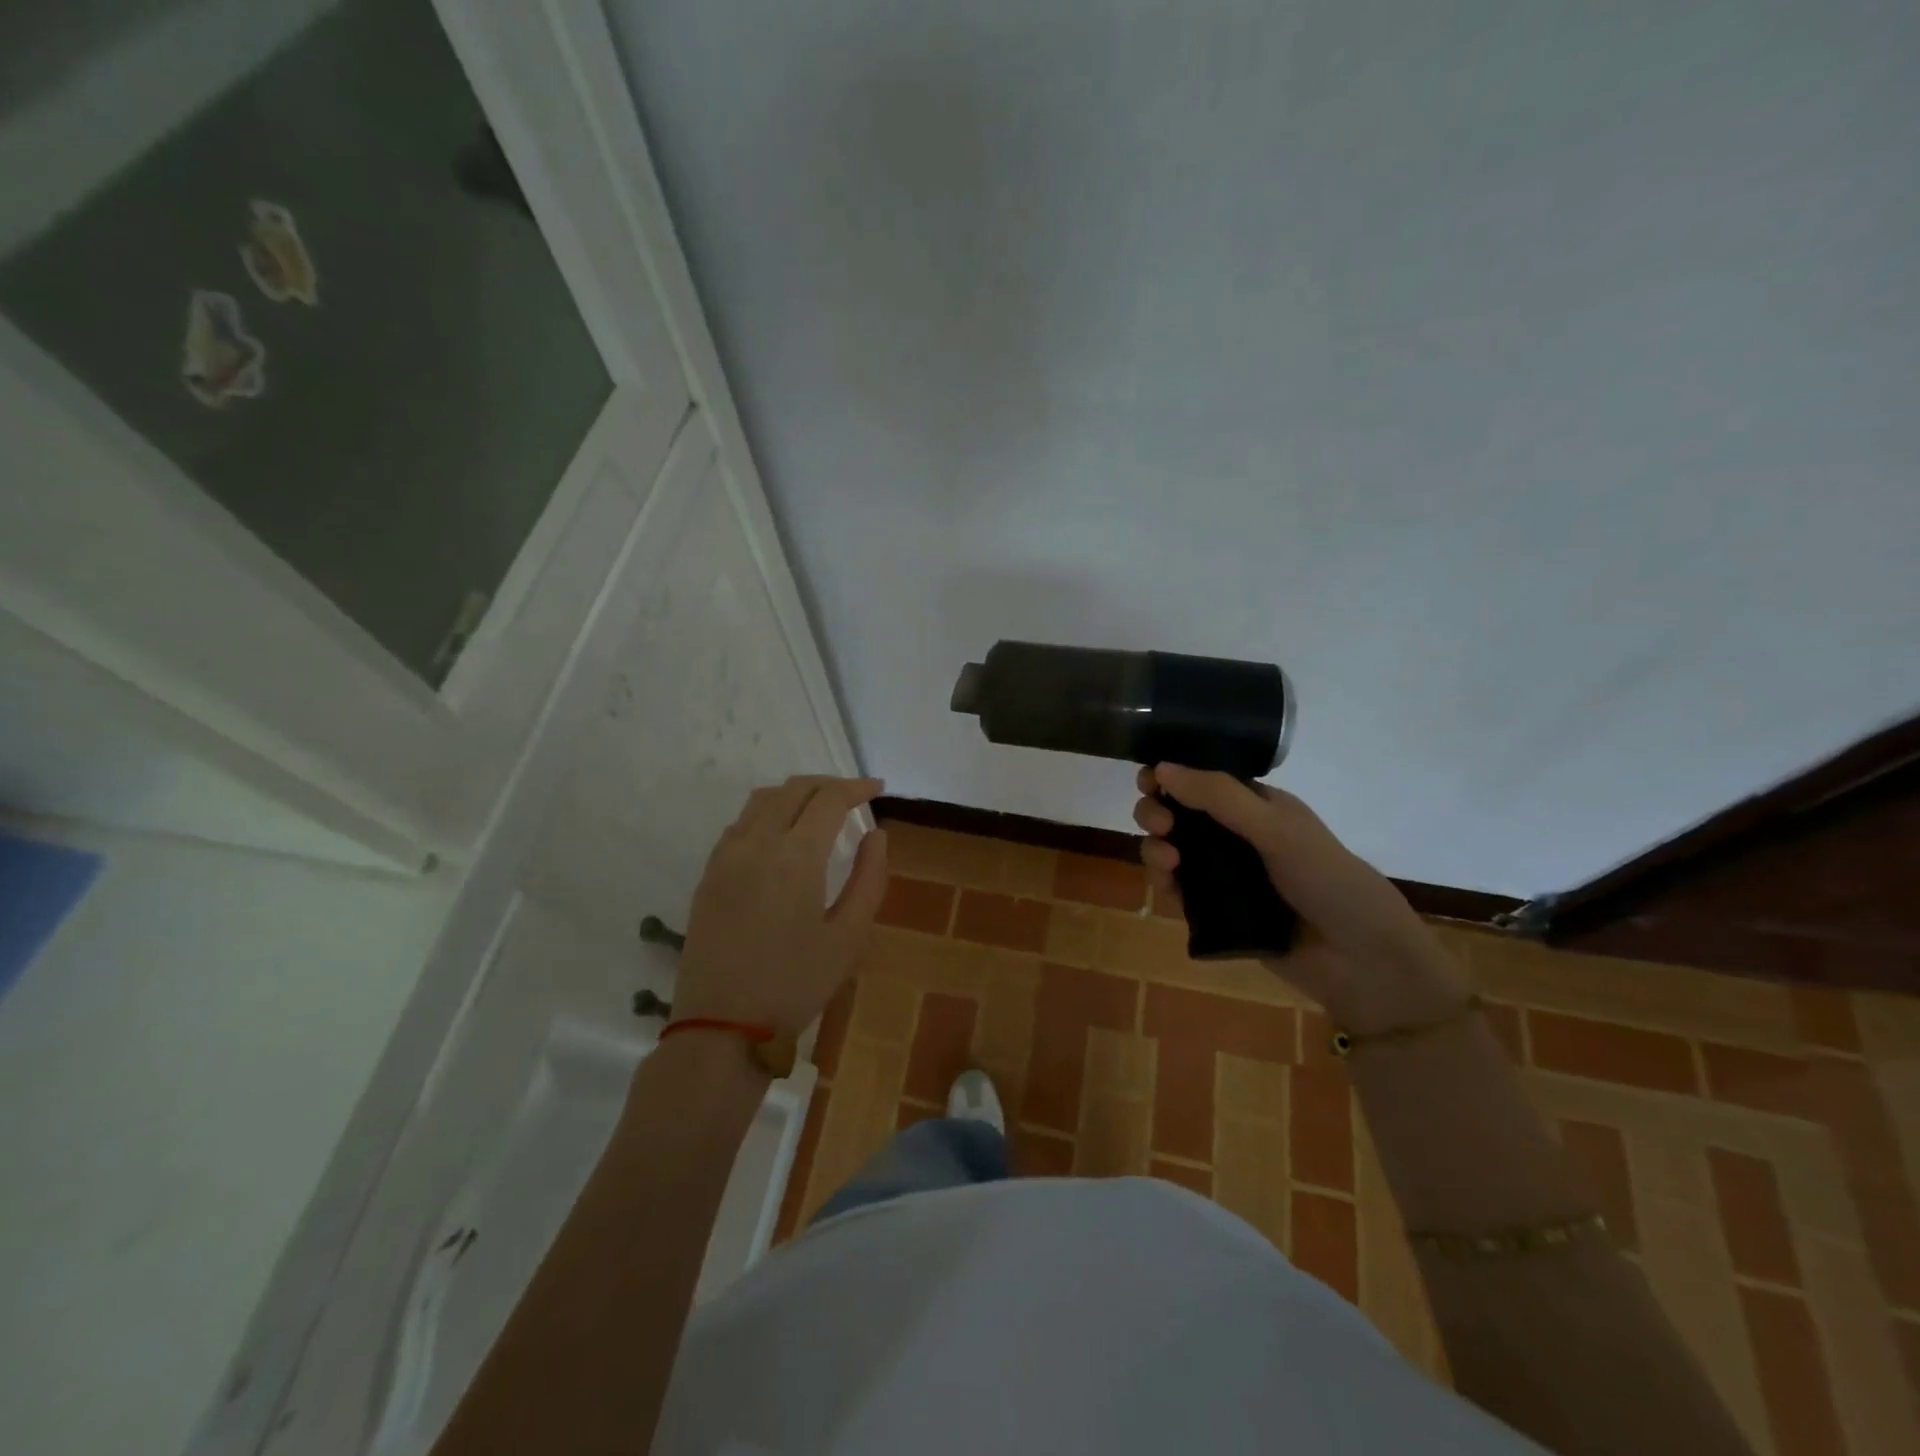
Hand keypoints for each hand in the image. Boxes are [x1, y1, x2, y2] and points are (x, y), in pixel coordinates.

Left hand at [674, 776, 888, 1036]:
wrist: (721, 1026)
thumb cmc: (795, 984)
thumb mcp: (848, 936)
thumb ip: (869, 878)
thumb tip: (876, 835)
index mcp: (795, 856)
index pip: (829, 799)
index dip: (856, 788)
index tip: (878, 789)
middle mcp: (756, 843)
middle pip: (793, 789)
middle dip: (828, 785)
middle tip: (854, 797)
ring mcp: (726, 857)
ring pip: (762, 800)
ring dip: (795, 794)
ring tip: (819, 810)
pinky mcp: (708, 875)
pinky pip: (739, 824)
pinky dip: (767, 814)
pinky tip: (780, 836)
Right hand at [1133, 764, 1470, 1031]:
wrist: (1361, 961)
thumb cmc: (1327, 879)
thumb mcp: (1275, 828)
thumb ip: (1219, 796)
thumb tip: (1161, 767)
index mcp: (1256, 806)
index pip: (1202, 780)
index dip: (1170, 776)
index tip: (1148, 781)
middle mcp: (1236, 836)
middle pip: (1178, 814)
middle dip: (1158, 812)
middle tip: (1160, 824)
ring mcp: (1224, 875)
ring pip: (1171, 851)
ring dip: (1156, 848)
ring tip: (1167, 861)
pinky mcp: (1215, 912)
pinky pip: (1177, 891)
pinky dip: (1164, 883)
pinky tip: (1168, 884)